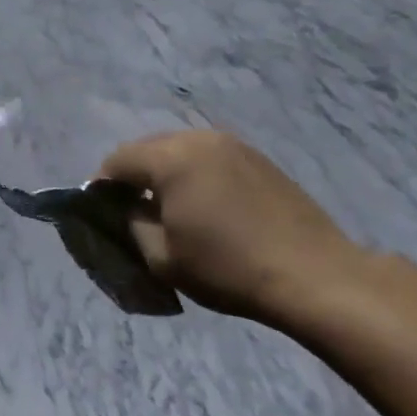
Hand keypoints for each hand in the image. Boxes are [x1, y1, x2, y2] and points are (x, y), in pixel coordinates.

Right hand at [99, 130, 368, 329]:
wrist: (314, 276)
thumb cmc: (228, 268)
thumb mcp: (161, 256)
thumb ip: (131, 223)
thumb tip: (126, 207)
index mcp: (171, 159)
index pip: (117, 160)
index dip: (102, 187)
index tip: (103, 214)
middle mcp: (199, 139)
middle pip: (147, 148)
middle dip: (133, 176)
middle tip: (134, 212)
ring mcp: (234, 144)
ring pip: (179, 149)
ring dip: (165, 173)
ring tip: (170, 208)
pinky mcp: (258, 157)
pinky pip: (209, 156)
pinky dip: (195, 173)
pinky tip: (205, 205)